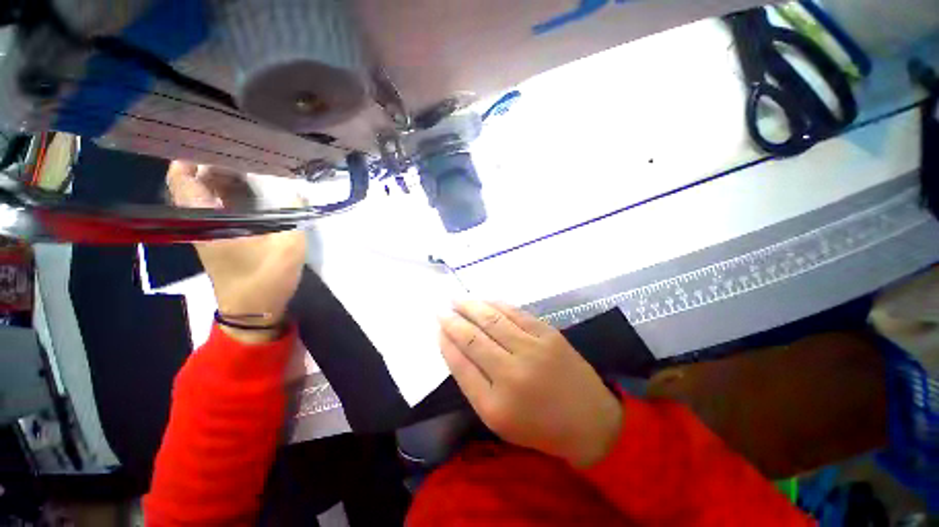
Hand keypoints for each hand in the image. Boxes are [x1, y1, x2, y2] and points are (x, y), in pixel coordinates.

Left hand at [166, 161, 306, 342]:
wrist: (255, 309)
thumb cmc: (266, 278)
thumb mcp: (287, 245)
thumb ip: (293, 214)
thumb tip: (296, 189)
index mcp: (206, 220)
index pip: (182, 179)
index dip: (190, 157)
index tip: (214, 141)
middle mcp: (201, 222)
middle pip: (195, 182)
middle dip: (215, 164)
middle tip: (245, 152)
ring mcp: (211, 231)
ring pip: (208, 195)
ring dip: (225, 179)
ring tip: (254, 167)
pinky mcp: (223, 238)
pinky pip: (221, 208)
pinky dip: (233, 195)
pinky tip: (256, 191)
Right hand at [439, 301, 621, 466]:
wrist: (590, 421)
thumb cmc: (539, 426)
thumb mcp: (499, 418)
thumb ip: (474, 384)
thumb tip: (454, 349)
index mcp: (495, 404)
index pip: (461, 364)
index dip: (446, 343)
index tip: (437, 328)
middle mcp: (512, 373)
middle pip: (474, 338)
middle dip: (453, 321)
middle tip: (441, 309)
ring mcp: (533, 349)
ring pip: (493, 320)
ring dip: (471, 306)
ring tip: (456, 299)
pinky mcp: (548, 334)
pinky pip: (515, 313)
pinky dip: (496, 304)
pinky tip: (484, 300)